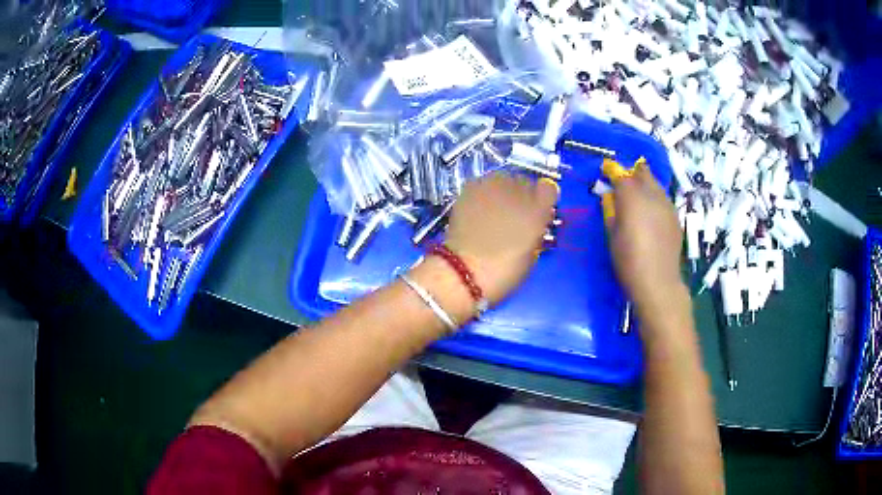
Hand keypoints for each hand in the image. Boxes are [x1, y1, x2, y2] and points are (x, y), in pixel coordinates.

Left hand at [444, 173, 558, 304]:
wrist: (463, 271)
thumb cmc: (503, 273)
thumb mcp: (531, 256)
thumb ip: (537, 233)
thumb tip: (534, 225)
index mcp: (538, 210)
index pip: (549, 189)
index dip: (545, 200)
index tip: (540, 213)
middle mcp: (518, 192)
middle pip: (526, 182)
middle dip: (524, 195)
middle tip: (515, 213)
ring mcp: (492, 186)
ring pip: (504, 178)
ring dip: (503, 191)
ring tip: (495, 209)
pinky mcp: (470, 188)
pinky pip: (483, 183)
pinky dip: (484, 192)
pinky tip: (479, 209)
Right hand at [607, 165, 687, 320]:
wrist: (658, 282)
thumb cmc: (628, 261)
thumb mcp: (612, 235)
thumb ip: (610, 210)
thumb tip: (609, 196)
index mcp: (632, 198)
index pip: (621, 174)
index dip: (612, 170)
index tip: (605, 169)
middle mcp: (652, 195)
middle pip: (642, 172)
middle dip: (632, 173)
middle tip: (623, 183)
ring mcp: (667, 205)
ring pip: (655, 184)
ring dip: (645, 185)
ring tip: (637, 197)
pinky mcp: (675, 217)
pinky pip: (663, 199)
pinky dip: (654, 199)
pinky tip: (650, 213)